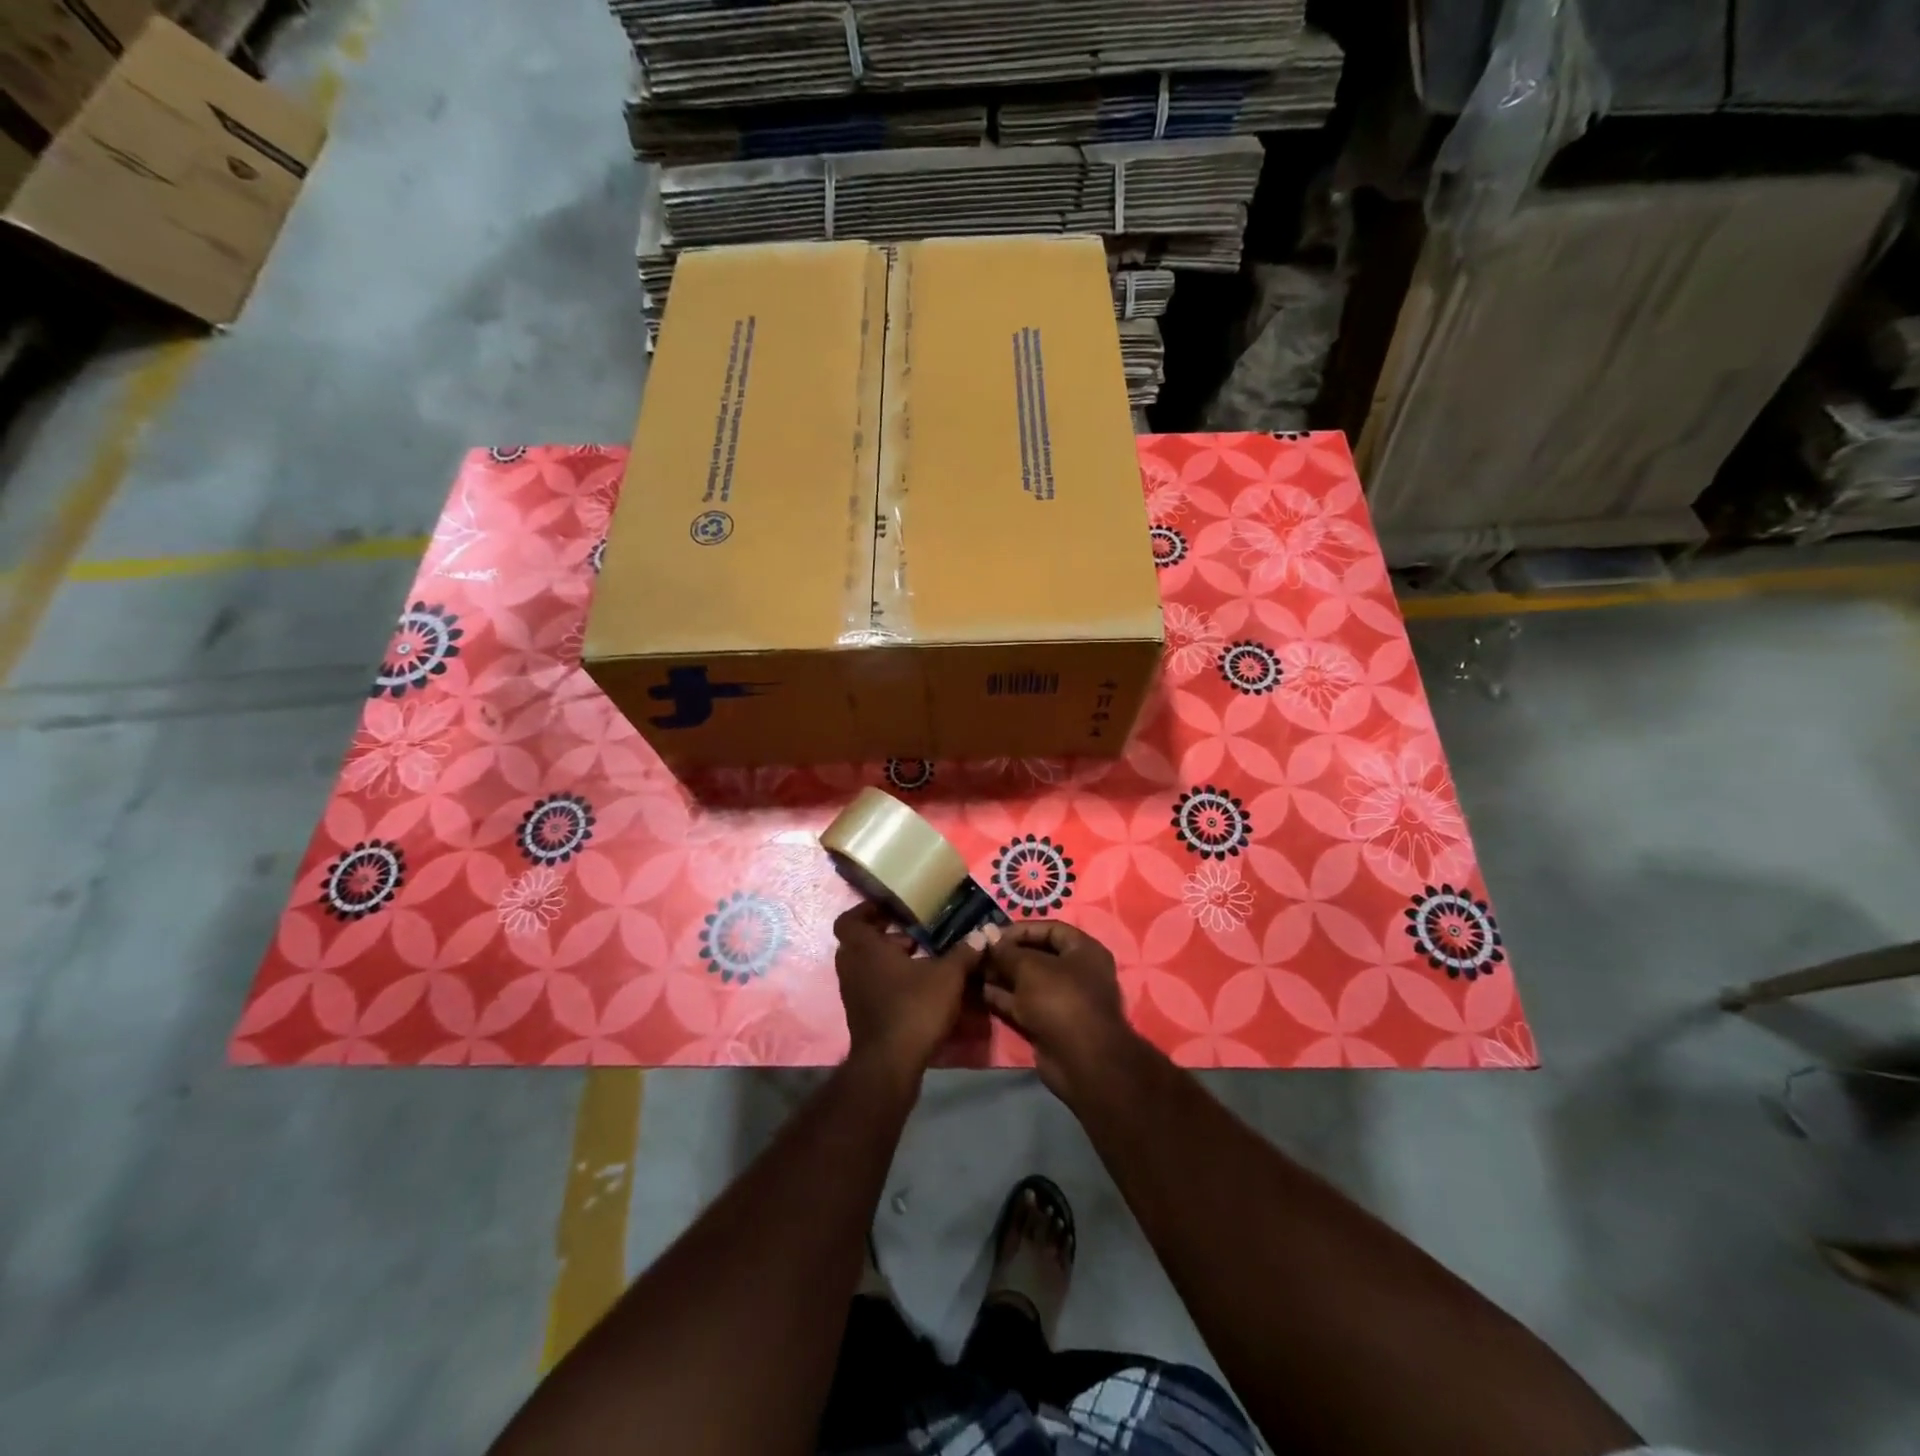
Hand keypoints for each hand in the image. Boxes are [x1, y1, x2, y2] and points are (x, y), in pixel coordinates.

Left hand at [833, 904, 983, 1077]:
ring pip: (865, 965)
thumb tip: (983, 933)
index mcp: (865, 949)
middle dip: (884, 936)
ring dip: (887, 959)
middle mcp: (852, 967)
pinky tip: (917, 986)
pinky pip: (870, 986)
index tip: (890, 908)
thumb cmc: (914, 1008)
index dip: (866, 910)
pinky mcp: (860, 1015)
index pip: (849, 920)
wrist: (891, 1064)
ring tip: (919, 958)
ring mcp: (853, 993)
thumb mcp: (947, 976)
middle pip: (859, 942)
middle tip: (911, 934)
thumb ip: (964, 953)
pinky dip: (888, 981)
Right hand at [980, 921, 1142, 1101]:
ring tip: (973, 970)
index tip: (991, 934)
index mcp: (1083, 950)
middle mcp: (1076, 972)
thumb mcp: (1030, 967)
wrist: (1081, 1061)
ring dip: (1001, 976)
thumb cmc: (1061, 999)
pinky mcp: (1048, 1023)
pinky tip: (979, 991)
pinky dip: (1004, 997)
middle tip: (978, 952)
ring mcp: (1062, 1000)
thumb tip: (989, 938)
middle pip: (1037, 955)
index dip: (1020, 929)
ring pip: (1027, 981)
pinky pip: (1023, 1004)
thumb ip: (1007, 952)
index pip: (1049, 929)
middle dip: (1007, 954)